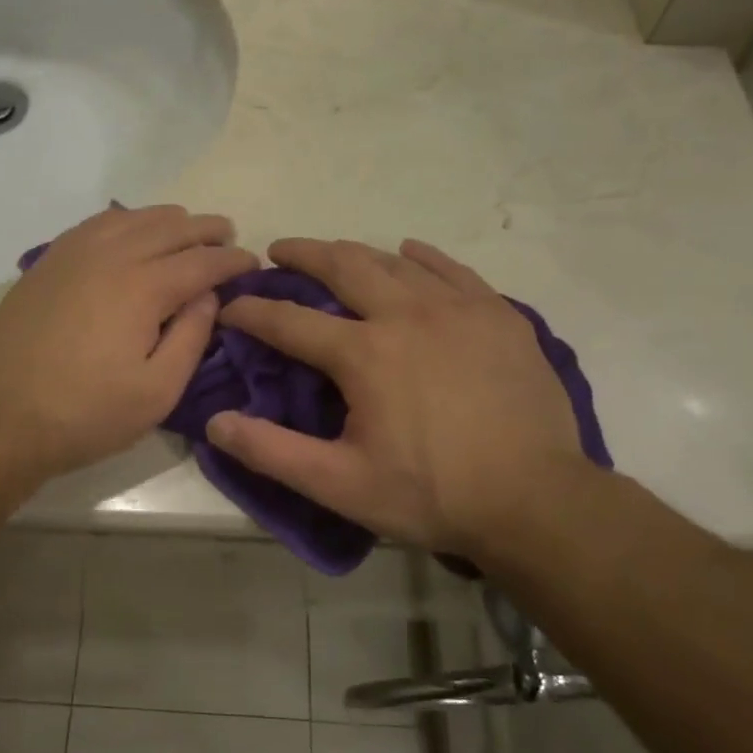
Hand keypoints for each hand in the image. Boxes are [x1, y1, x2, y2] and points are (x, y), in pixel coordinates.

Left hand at [0, 205, 257, 478]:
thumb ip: (191, 337)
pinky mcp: (47, 262)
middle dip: (205, 229)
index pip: (201, 262)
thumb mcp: (157, 391)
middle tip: (227, 235)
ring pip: (131, 218)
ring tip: (185, 226)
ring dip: (166, 219)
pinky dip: (124, 219)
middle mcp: (111, 256)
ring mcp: (73, 254)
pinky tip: (129, 229)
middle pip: (169, 228)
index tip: (252, 262)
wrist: (0, 416)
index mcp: (143, 288)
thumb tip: (207, 295)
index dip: (232, 260)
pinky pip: (95, 224)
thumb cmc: (86, 414)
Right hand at [205, 238, 591, 557]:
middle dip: (303, 254)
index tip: (231, 306)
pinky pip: (451, 268)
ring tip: (335, 254)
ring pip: (394, 261)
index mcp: (364, 353)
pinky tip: (410, 254)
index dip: (252, 311)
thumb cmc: (432, 494)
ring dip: (356, 254)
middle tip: (279, 252)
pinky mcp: (498, 314)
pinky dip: (422, 257)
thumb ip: (273, 452)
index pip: (289, 320)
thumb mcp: (341, 484)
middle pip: (343, 265)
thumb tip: (214, 422)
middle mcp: (406, 314)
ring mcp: (458, 308)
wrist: (537, 501)